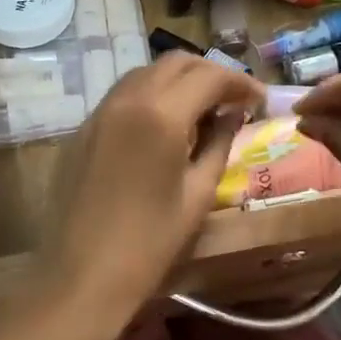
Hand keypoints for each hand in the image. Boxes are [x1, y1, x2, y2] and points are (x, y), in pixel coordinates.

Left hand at [23, 54, 260, 339]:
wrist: (81, 276)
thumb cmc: (149, 244)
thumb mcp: (197, 194)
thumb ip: (219, 144)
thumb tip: (233, 115)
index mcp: (161, 114)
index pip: (209, 76)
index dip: (240, 83)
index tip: (259, 100)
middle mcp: (127, 99)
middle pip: (176, 63)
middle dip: (210, 74)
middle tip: (234, 101)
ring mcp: (99, 111)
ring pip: (146, 73)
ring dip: (179, 81)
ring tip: (202, 111)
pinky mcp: (82, 128)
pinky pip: (123, 96)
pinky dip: (151, 96)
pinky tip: (164, 126)